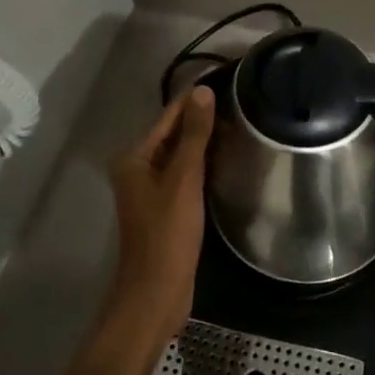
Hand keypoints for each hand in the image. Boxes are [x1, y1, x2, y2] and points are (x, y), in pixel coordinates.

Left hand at [103, 87, 214, 347]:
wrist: (156, 293)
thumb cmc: (167, 233)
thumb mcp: (184, 179)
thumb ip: (194, 135)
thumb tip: (203, 91)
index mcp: (134, 157)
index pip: (169, 116)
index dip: (195, 100)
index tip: (225, 81)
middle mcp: (138, 168)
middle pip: (173, 134)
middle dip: (202, 120)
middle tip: (240, 104)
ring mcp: (151, 190)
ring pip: (181, 156)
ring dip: (204, 142)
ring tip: (239, 126)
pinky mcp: (166, 208)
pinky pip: (185, 176)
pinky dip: (203, 165)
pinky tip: (226, 160)